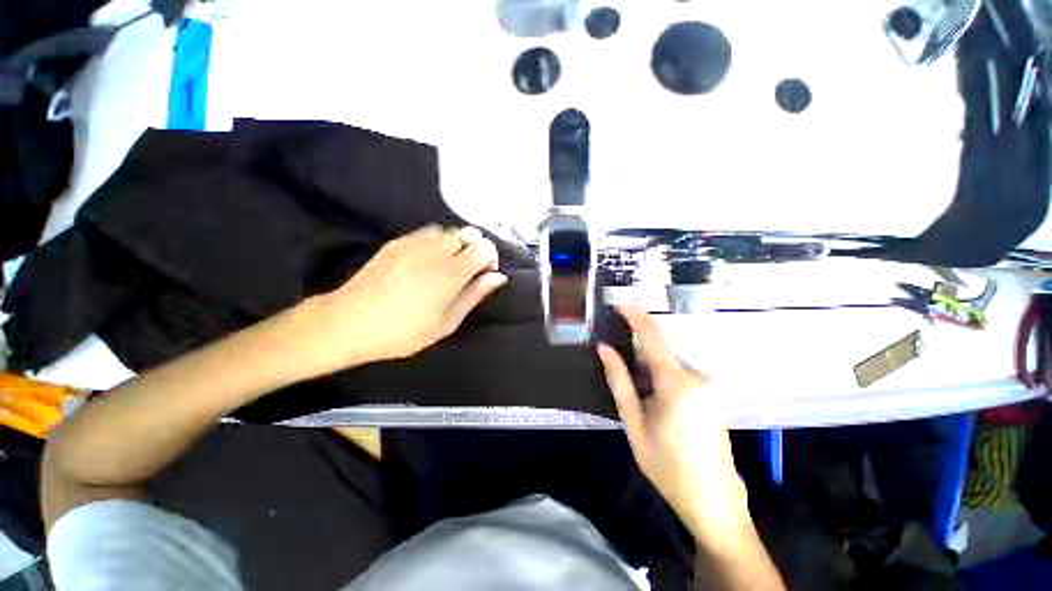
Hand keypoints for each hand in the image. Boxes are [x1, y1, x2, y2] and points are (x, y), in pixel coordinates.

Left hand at [287, 225, 506, 374]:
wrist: (349, 322)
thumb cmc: (403, 331)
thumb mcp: (446, 322)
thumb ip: (474, 295)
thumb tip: (499, 277)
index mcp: (451, 272)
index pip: (485, 247)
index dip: (489, 261)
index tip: (480, 278)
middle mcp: (436, 250)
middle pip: (469, 235)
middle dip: (474, 252)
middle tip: (463, 275)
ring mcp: (414, 242)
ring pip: (450, 231)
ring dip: (456, 246)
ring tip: (445, 268)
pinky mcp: (398, 241)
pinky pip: (429, 232)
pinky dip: (437, 243)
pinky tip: (426, 262)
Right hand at [597, 305, 749, 541]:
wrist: (713, 498)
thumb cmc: (667, 463)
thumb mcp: (634, 422)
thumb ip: (619, 381)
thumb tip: (605, 349)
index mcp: (676, 383)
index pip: (653, 338)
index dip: (637, 317)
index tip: (621, 303)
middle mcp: (695, 377)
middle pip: (659, 352)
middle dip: (637, 354)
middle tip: (617, 369)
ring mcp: (705, 387)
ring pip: (668, 364)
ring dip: (648, 369)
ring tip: (636, 397)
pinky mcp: (708, 395)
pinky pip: (678, 375)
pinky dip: (660, 378)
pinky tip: (653, 403)